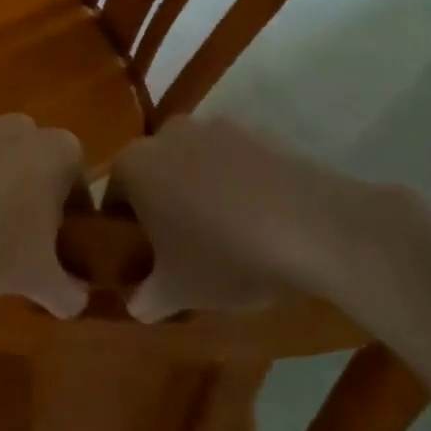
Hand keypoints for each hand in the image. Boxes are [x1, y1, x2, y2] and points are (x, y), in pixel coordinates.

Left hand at [0, 112, 90, 317]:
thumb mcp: (37, 278)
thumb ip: (68, 291)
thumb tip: (76, 301)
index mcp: (57, 150)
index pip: (77, 185)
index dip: (72, 220)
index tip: (58, 250)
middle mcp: (17, 126)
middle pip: (34, 167)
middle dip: (30, 200)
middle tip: (18, 244)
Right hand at [109, 116, 425, 322]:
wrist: (317, 227)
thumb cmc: (226, 256)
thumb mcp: (177, 291)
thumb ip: (145, 298)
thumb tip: (137, 303)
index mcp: (133, 166)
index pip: (113, 200)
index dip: (126, 234)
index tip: (146, 262)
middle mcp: (166, 134)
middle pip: (153, 176)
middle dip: (162, 208)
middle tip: (182, 251)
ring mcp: (215, 127)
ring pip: (193, 166)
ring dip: (200, 193)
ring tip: (227, 236)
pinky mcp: (259, 131)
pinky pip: (234, 162)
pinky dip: (237, 185)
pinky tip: (259, 220)